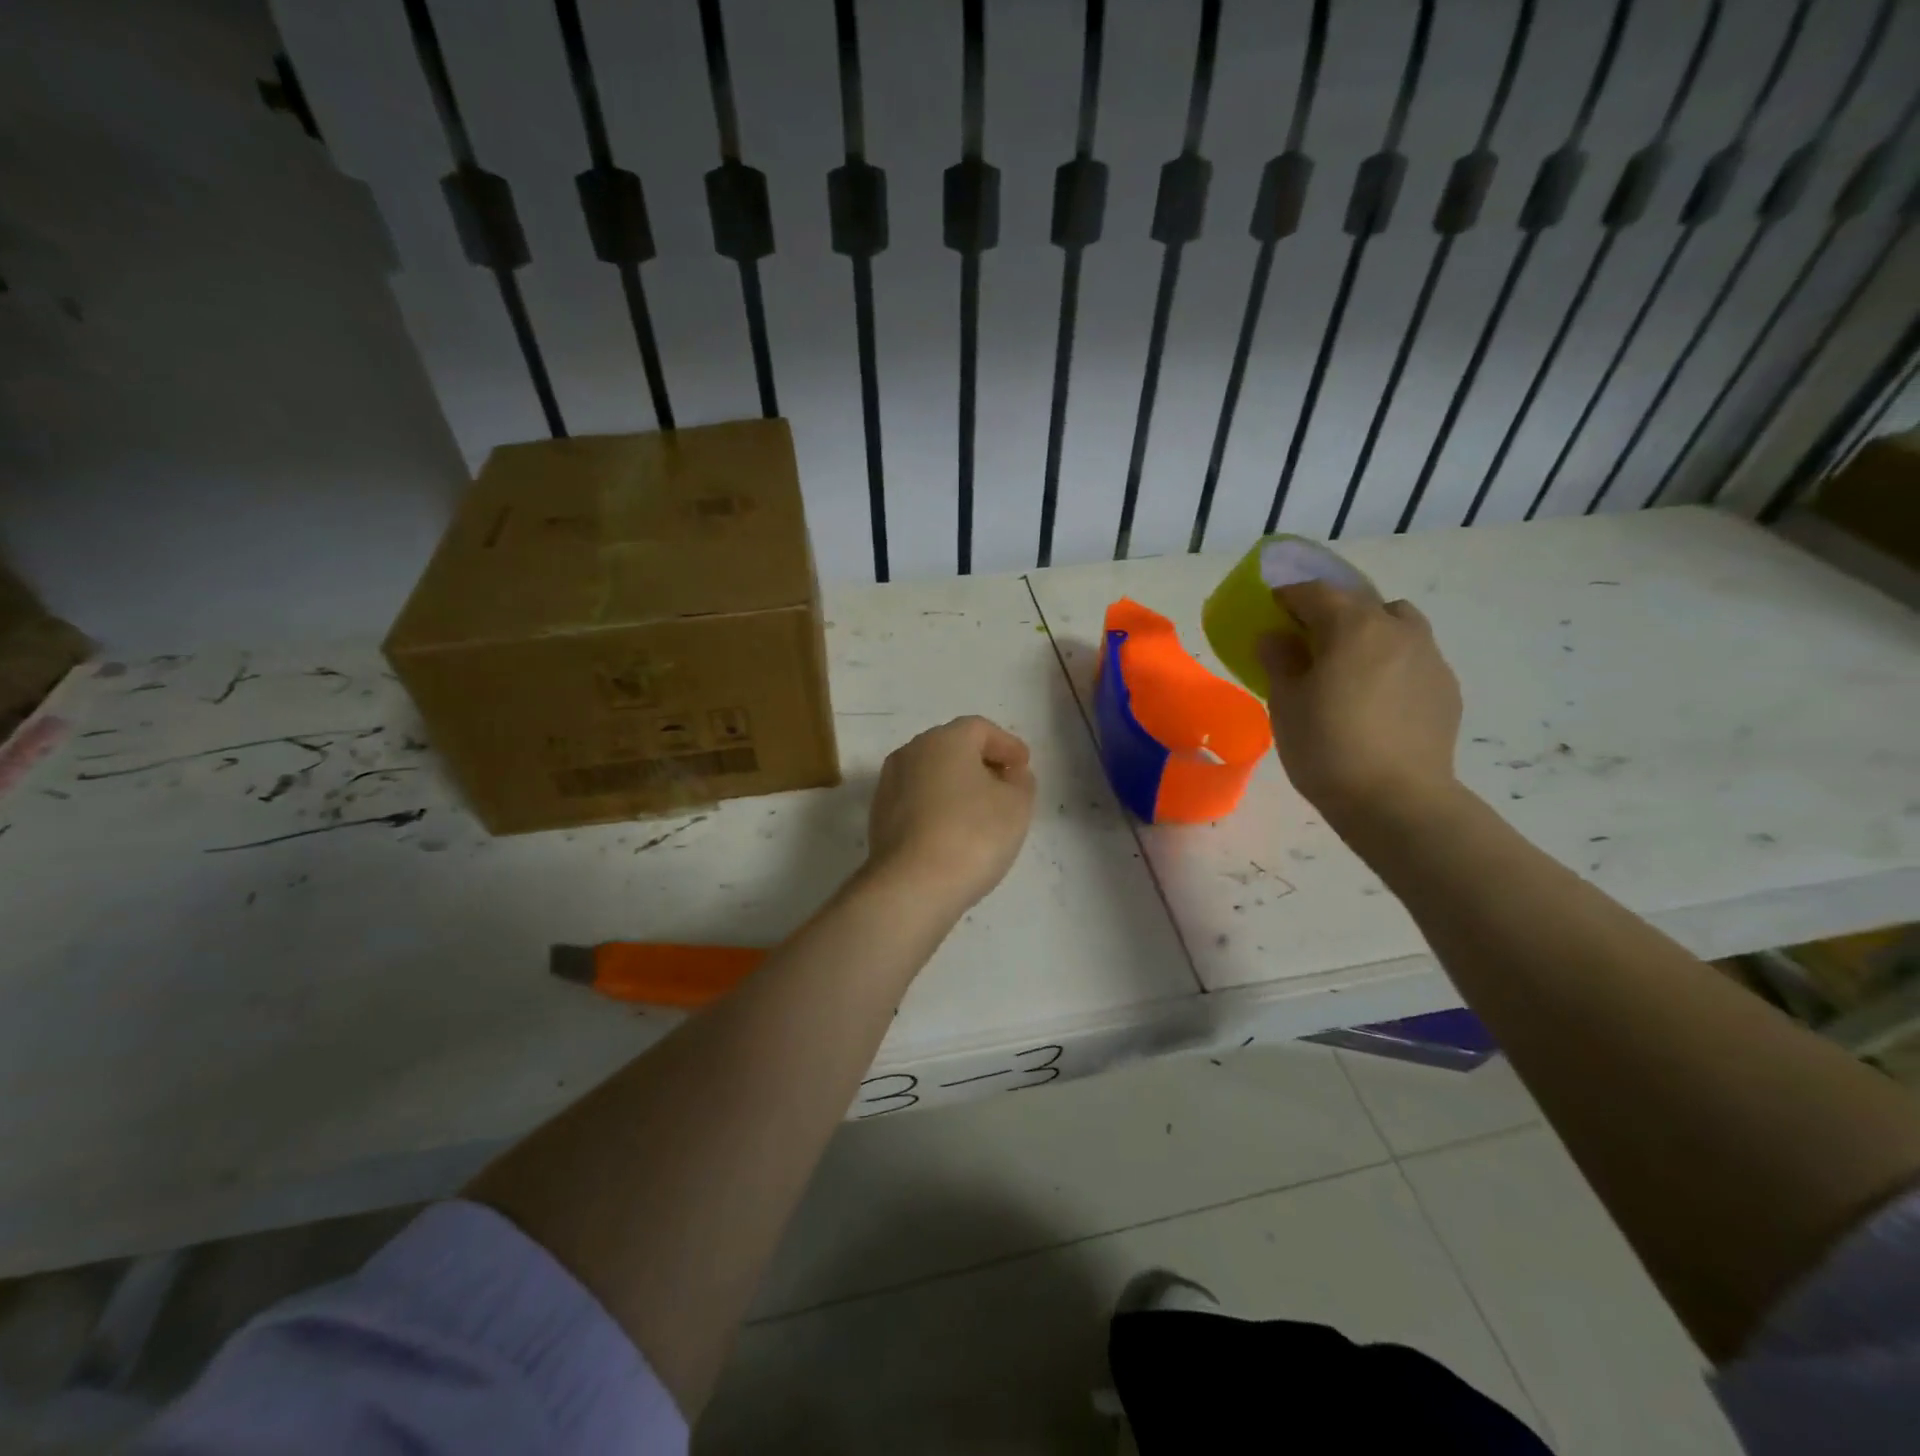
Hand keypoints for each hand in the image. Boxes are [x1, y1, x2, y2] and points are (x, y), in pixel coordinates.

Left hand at [866, 716, 1035, 914]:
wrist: (912, 885)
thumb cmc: (973, 834)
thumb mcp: (1016, 805)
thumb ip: (1020, 782)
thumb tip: (1011, 775)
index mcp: (945, 739)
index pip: (981, 729)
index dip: (1007, 745)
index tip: (1024, 767)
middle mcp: (911, 752)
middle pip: (952, 748)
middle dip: (981, 763)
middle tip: (1005, 786)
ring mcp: (889, 784)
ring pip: (931, 774)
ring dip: (957, 786)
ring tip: (981, 812)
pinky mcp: (879, 816)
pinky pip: (917, 800)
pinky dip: (938, 807)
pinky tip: (953, 832)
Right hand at [1258, 581, 1462, 830]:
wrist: (1397, 800)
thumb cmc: (1327, 747)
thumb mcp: (1286, 704)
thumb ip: (1279, 661)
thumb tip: (1276, 638)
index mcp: (1353, 627)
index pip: (1315, 593)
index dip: (1289, 596)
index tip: (1272, 608)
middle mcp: (1397, 630)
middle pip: (1360, 603)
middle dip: (1331, 613)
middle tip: (1307, 640)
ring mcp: (1429, 657)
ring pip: (1396, 625)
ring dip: (1369, 632)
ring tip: (1350, 666)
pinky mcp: (1446, 687)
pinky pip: (1413, 657)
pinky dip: (1390, 662)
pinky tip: (1376, 698)